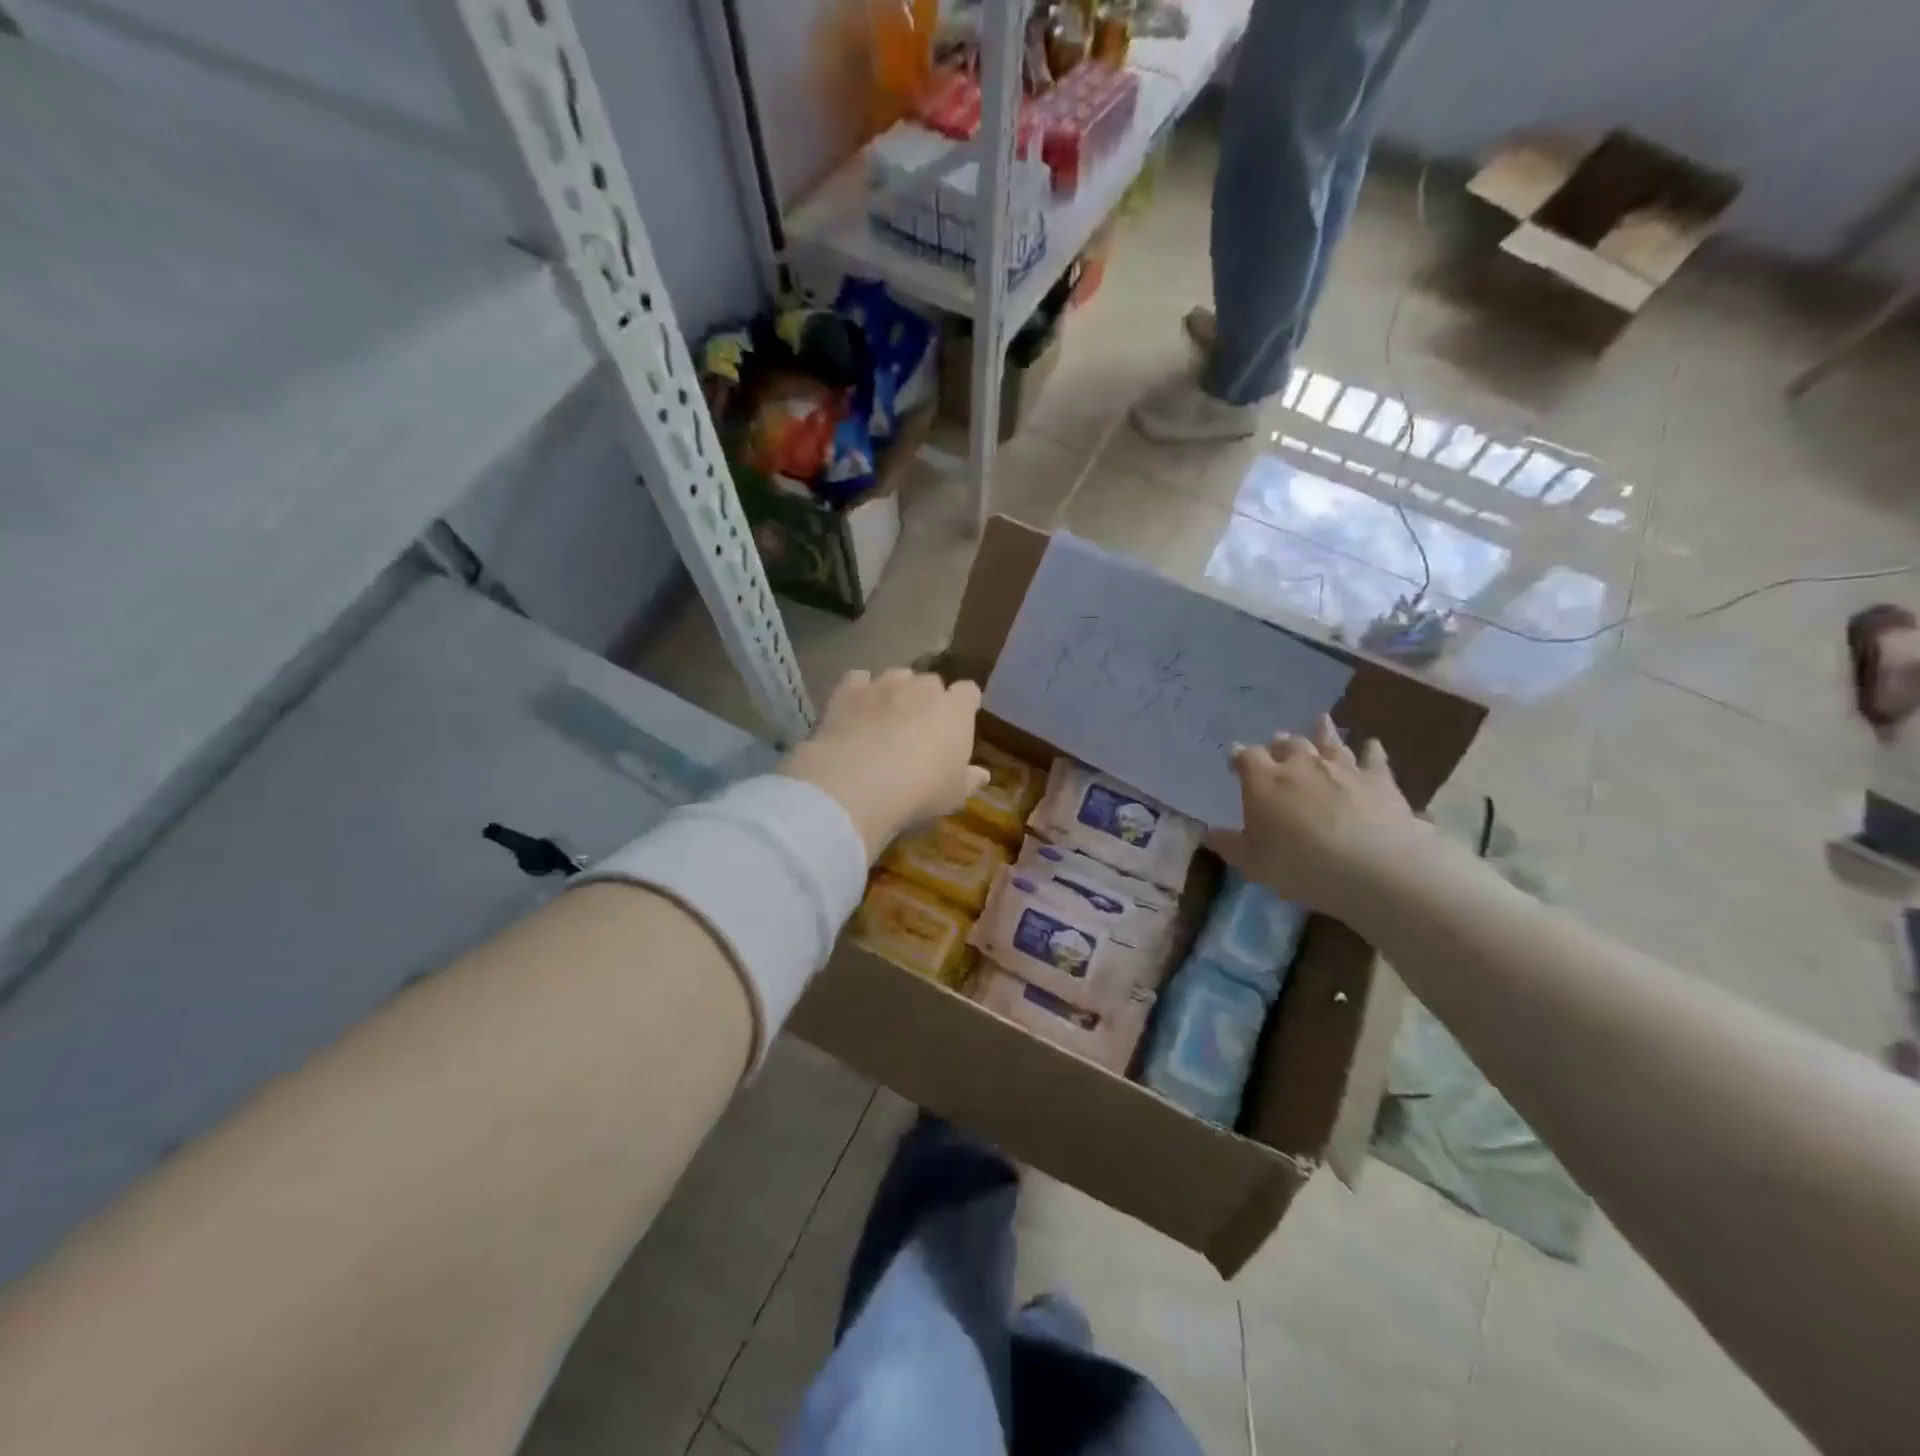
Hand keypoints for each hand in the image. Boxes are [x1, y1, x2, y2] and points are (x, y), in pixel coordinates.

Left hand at [779, 668, 989, 859]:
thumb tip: (982, 774)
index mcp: (955, 709)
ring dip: (896, 691)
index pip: (968, 692)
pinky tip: (856, 708)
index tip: (959, 721)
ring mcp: (883, 685)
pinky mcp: (848, 691)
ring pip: (896, 676)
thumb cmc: (920, 791)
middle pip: (931, 682)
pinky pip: (858, 679)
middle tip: (920, 726)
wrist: (858, 785)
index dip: (964, 704)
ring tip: (886, 716)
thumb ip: (969, 780)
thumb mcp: (954, 795)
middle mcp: (921, 688)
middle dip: (928, 698)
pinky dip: (860, 690)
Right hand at [1208, 714, 1431, 915]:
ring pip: (1328, 742)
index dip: (1239, 757)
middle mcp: (1301, 764)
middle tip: (1277, 745)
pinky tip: (1371, 744)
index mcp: (1264, 781)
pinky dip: (1370, 750)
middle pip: (1287, 744)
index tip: (1235, 760)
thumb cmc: (1302, 866)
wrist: (1374, 867)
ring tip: (1319, 721)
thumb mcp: (1254, 864)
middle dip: (1279, 744)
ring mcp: (1342, 767)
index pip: (1246, 757)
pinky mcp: (1378, 779)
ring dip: (1322, 732)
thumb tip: (1209, 832)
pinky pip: (1372, 757)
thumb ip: (1230, 845)